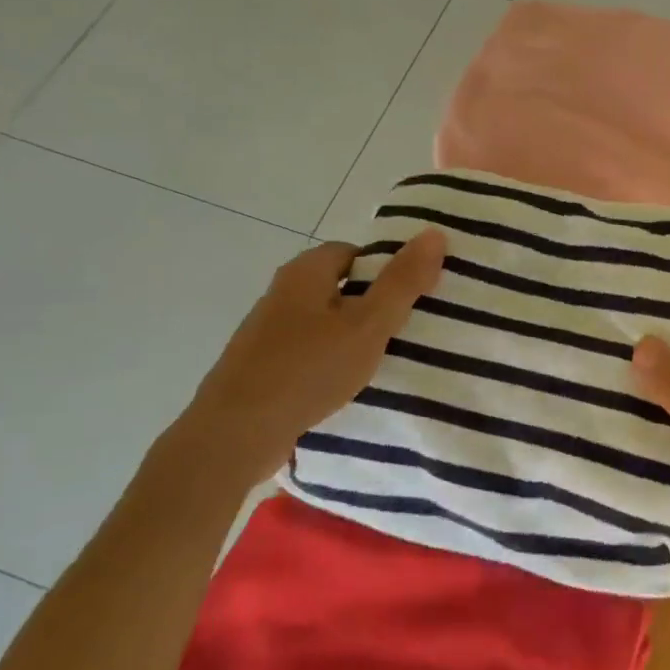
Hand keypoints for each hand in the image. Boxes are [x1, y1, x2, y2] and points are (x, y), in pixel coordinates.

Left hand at [176, 232, 445, 483]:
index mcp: (305, 272)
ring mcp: (267, 331)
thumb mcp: (368, 325)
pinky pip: (309, 350)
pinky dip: (331, 359)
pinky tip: (348, 383)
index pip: (354, 252)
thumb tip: (434, 233)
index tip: (414, 293)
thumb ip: (402, 282)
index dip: (387, 268)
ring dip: (353, 334)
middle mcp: (282, 293)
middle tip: (409, 325)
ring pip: (325, 321)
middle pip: (340, 286)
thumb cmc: (307, 370)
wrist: (234, 435)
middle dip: (373, 302)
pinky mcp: (262, 366)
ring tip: (386, 357)